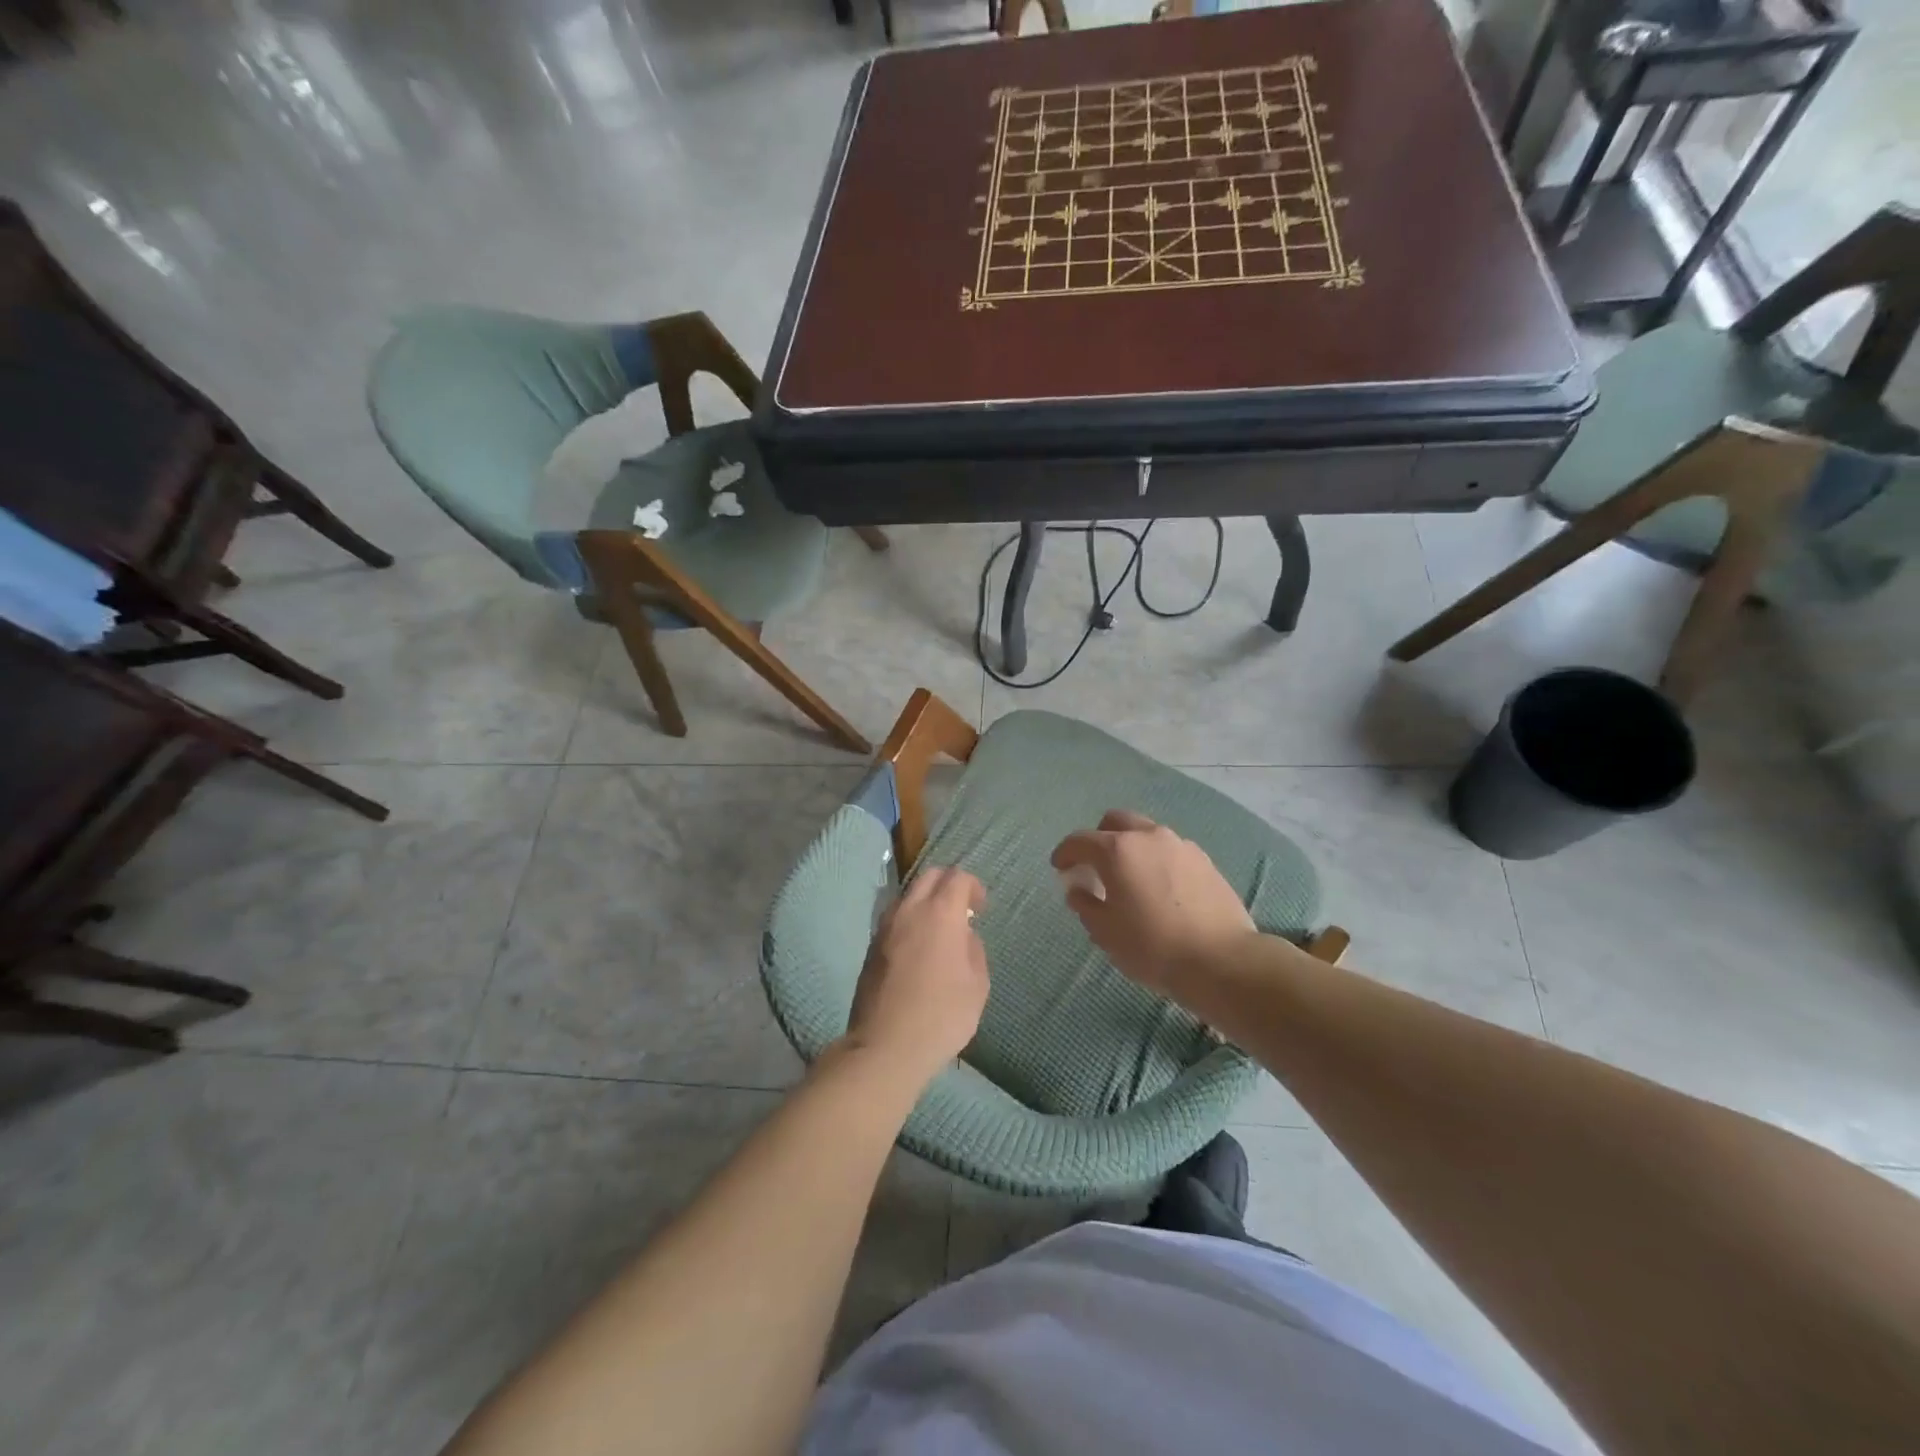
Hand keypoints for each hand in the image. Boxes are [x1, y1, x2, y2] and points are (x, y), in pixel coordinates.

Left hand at [844, 865, 989, 1089]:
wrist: (886, 1045)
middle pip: (929, 876)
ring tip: (939, 930)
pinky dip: (910, 920)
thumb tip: (963, 936)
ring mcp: (885, 926)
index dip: (973, 887)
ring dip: (926, 902)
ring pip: (908, 895)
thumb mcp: (977, 985)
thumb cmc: (941, 1015)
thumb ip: (974, 950)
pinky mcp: (871, 946)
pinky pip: (895, 918)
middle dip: (948, 884)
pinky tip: (919, 948)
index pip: (957, 877)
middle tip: (962, 910)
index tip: (981, 909)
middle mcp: (909, 910)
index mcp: (940, 913)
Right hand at [1051, 810, 1259, 1002]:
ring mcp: (1180, 845)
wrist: (1221, 960)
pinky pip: (1170, 850)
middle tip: (1094, 866)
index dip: (1065, 853)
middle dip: (1099, 838)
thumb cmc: (1152, 947)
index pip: (1080, 840)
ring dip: (1131, 848)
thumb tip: (1078, 889)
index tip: (1059, 868)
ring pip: (1146, 833)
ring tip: (1130, 878)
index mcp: (1118, 850)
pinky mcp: (1204, 860)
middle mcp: (1148, 837)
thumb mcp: (1105, 932)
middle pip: (1116, 822)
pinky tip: (1159, 888)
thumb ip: (1085, 904)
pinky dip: (1156, 860)